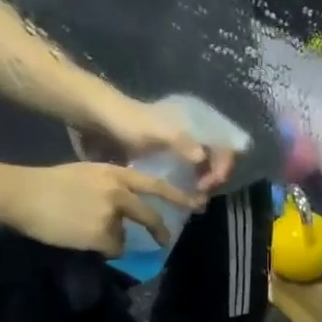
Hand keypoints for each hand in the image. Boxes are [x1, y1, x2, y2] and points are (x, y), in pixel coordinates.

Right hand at [0, 162, 200, 255]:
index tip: (196, 205)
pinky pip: (110, 248)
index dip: (177, 197)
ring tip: (81, 230)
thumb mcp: (87, 173)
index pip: (155, 185)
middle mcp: (119, 193)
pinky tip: (80, 238)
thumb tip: (124, 205)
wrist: (22, 193)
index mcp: (116, 174)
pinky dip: (99, 249)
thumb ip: (110, 186)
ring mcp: (111, 215)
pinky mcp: (101, 234)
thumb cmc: (48, 183)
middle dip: (160, 232)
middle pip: (149, 216)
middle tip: (164, 241)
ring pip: (123, 237)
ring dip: (109, 239)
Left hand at [93, 100, 237, 195]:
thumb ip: (181, 143)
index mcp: (196, 127)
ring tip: (193, 204)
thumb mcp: (155, 131)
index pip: (225, 148)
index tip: (205, 185)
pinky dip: (188, 188)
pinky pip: (187, 175)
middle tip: (199, 199)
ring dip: (201, 188)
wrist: (97, 117)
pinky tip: (181, 200)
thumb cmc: (127, 121)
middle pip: (217, 162)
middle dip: (212, 182)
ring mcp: (181, 149)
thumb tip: (202, 157)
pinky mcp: (167, 159)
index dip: (221, 168)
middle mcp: (193, 138)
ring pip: (203, 171)